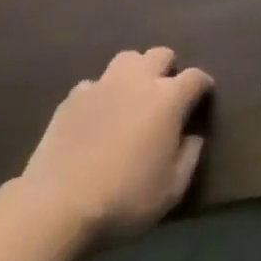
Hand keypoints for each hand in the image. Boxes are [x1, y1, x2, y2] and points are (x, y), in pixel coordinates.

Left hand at [18, 48, 213, 245]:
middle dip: (168, 69)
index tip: (203, 98)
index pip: (196, 77)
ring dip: (135, 72)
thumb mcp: (172, 189)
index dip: (203, 86)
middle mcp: (138, 80)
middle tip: (166, 95)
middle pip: (161, 54)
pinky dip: (101, 94)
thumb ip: (190, 156)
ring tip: (132, 97)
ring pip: (127, 59)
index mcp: (168, 98)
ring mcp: (102, 85)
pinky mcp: (72, 98)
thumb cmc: (124, 198)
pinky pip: (94, 84)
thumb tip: (193, 136)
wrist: (57, 206)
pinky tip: (97, 116)